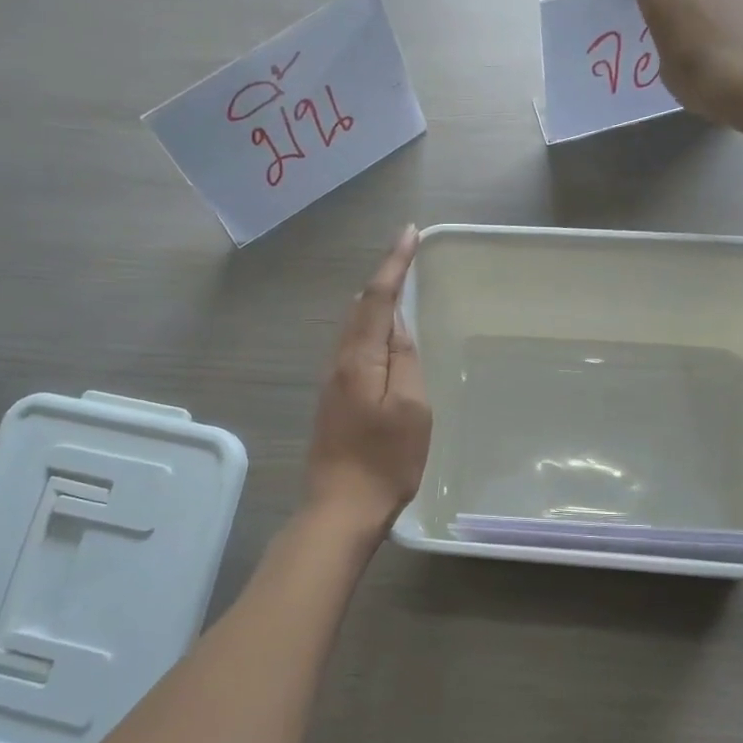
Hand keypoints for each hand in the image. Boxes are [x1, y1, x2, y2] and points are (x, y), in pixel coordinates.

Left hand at [304, 225, 432, 536]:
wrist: (341, 508)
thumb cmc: (385, 461)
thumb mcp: (410, 409)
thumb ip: (405, 361)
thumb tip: (399, 327)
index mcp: (358, 359)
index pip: (377, 298)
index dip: (394, 264)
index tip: (409, 233)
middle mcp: (339, 363)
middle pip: (360, 309)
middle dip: (383, 279)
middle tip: (407, 257)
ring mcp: (332, 384)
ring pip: (354, 330)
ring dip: (376, 304)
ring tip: (399, 287)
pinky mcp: (334, 402)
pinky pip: (354, 350)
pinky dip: (372, 331)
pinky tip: (384, 338)